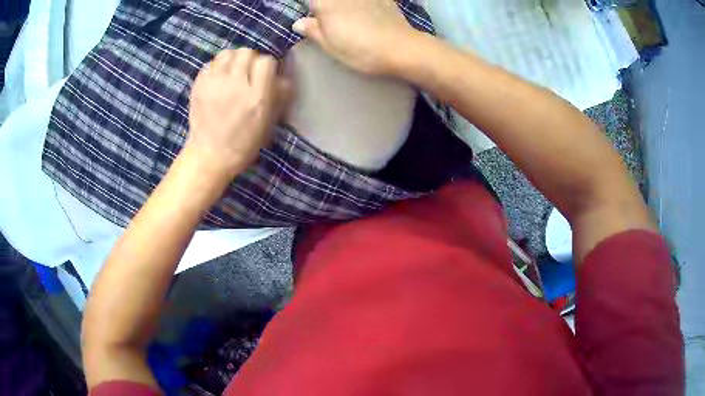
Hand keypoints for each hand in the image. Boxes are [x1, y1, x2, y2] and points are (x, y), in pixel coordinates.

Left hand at [187, 49, 291, 177]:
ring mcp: (214, 83)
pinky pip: (210, 63)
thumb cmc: (243, 143)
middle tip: (247, 73)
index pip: (266, 61)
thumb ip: (278, 97)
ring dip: (233, 60)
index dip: (268, 67)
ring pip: (227, 53)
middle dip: (250, 60)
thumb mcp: (268, 123)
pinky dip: (216, 67)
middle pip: (246, 52)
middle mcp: (236, 84)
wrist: (210, 155)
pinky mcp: (199, 85)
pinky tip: (218, 79)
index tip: (265, 76)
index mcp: (256, 96)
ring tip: (232, 73)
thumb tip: (283, 78)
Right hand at [293, 0, 419, 75]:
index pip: (311, 2)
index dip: (314, 10)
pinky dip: (364, 6)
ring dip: (346, 8)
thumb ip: (313, 30)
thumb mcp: (330, 45)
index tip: (316, 21)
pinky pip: (368, 2)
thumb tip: (298, 23)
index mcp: (325, 4)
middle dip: (327, 8)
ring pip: (347, 2)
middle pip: (328, 1)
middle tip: (333, 25)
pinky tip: (369, 16)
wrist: (400, 48)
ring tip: (353, 24)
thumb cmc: (360, 50)